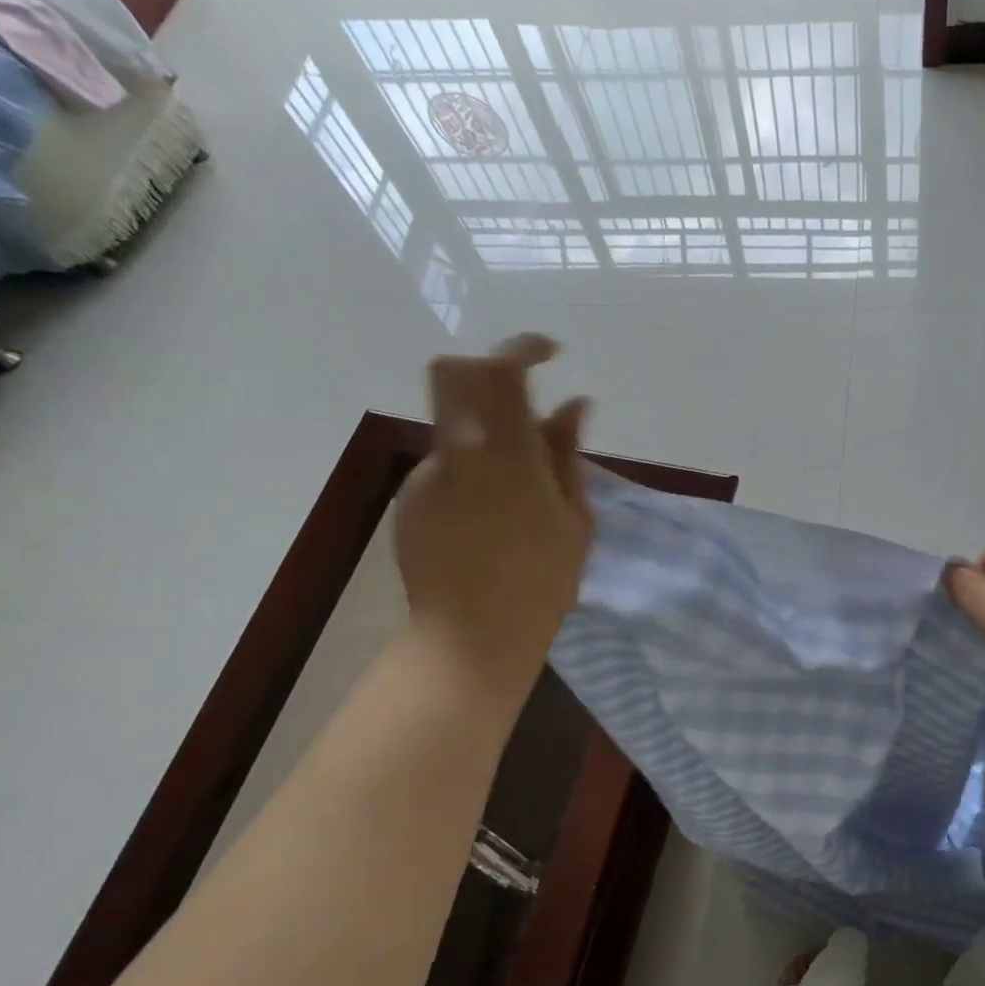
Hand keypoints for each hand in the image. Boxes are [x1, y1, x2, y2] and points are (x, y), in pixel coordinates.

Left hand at [394, 335, 592, 683]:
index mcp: (507, 455)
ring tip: (519, 489)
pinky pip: (445, 466)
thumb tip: (573, 405)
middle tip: (525, 398)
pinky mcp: (410, 501)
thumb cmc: (543, 582)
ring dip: (486, 432)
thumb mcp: (574, 518)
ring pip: (454, 425)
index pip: (501, 370)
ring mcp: (427, 477)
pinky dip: (471, 471)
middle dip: (489, 370)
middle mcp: (458, 453)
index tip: (549, 353)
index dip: (523, 347)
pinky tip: (490, 517)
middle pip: (454, 374)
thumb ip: (567, 455)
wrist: (473, 638)